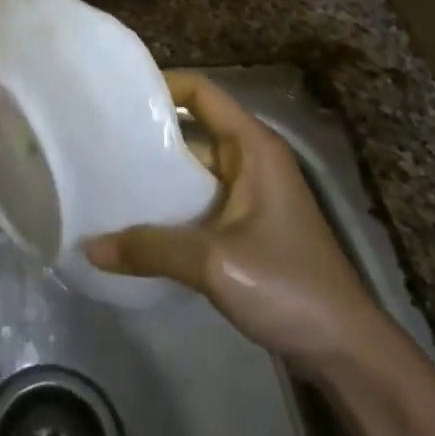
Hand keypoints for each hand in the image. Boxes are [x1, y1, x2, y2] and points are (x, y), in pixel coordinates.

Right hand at [85, 72, 387, 371]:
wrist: (344, 350)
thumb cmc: (288, 286)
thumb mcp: (214, 262)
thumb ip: (151, 248)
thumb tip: (90, 246)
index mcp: (253, 146)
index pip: (202, 92)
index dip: (161, 85)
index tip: (116, 96)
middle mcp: (251, 160)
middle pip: (193, 128)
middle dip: (148, 133)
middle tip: (98, 140)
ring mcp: (250, 194)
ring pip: (193, 168)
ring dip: (156, 174)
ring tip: (105, 178)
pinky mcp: (246, 226)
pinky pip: (199, 201)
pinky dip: (169, 206)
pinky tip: (134, 222)